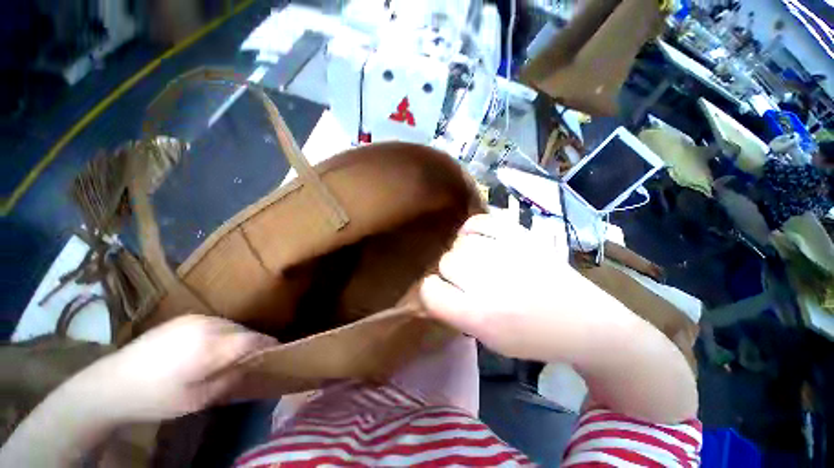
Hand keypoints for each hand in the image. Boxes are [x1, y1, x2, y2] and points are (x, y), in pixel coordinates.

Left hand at [73, 315, 276, 421]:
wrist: (112, 383)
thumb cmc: (156, 398)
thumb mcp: (197, 399)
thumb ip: (229, 380)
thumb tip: (250, 367)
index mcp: (209, 346)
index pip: (252, 339)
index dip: (268, 344)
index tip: (277, 351)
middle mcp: (206, 326)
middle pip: (243, 330)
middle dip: (252, 342)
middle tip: (253, 358)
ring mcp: (194, 319)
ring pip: (231, 324)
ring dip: (237, 337)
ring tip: (232, 354)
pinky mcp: (184, 318)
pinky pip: (215, 323)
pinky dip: (222, 333)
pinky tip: (211, 348)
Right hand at [420, 214, 605, 361]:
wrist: (585, 321)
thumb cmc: (534, 337)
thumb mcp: (488, 339)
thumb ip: (455, 312)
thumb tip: (436, 286)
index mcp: (480, 315)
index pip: (430, 291)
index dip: (432, 293)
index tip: (444, 294)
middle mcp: (489, 282)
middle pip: (445, 262)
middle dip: (451, 274)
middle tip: (469, 281)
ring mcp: (506, 252)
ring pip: (459, 243)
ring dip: (463, 253)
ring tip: (479, 262)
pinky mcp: (520, 234)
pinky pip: (479, 221)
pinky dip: (473, 229)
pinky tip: (479, 238)